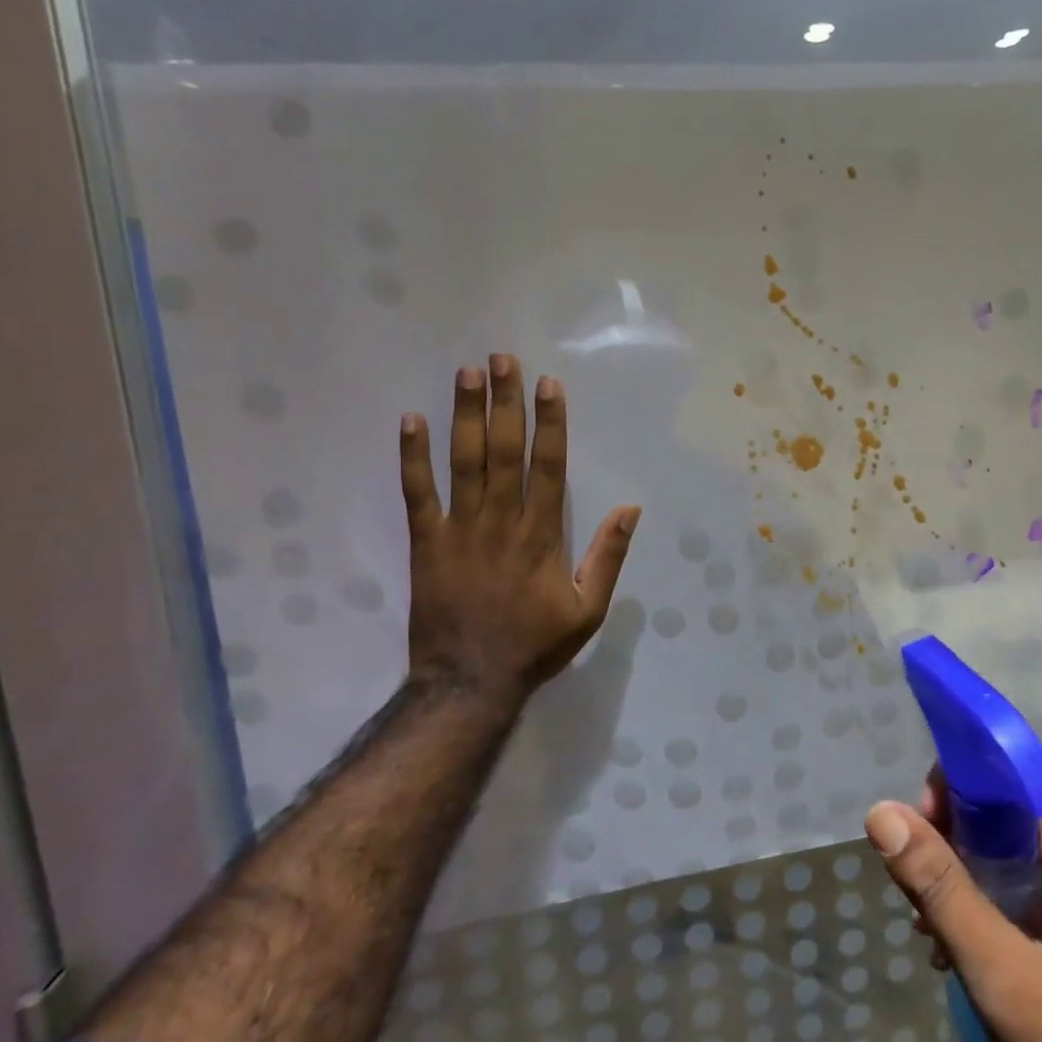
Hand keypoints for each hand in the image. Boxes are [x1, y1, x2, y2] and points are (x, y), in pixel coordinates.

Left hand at [398, 354, 638, 698]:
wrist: (469, 682)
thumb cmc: (535, 646)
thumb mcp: (589, 610)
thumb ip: (608, 556)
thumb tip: (631, 509)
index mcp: (542, 536)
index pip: (548, 466)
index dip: (550, 422)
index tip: (549, 385)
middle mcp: (502, 522)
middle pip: (505, 452)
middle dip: (505, 402)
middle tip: (502, 359)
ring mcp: (460, 530)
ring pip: (464, 463)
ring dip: (465, 416)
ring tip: (466, 373)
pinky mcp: (426, 544)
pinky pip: (418, 494)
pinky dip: (413, 458)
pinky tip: (410, 421)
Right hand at [866, 775, 1041, 1041]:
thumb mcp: (1006, 979)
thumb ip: (942, 890)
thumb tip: (882, 812)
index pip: (1011, 763)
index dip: (958, 776)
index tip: (919, 821)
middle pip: (1010, 800)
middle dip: (954, 828)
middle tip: (917, 880)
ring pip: (1019, 840)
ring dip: (968, 865)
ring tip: (930, 920)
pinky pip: (1036, 875)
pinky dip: (994, 891)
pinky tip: (966, 943)